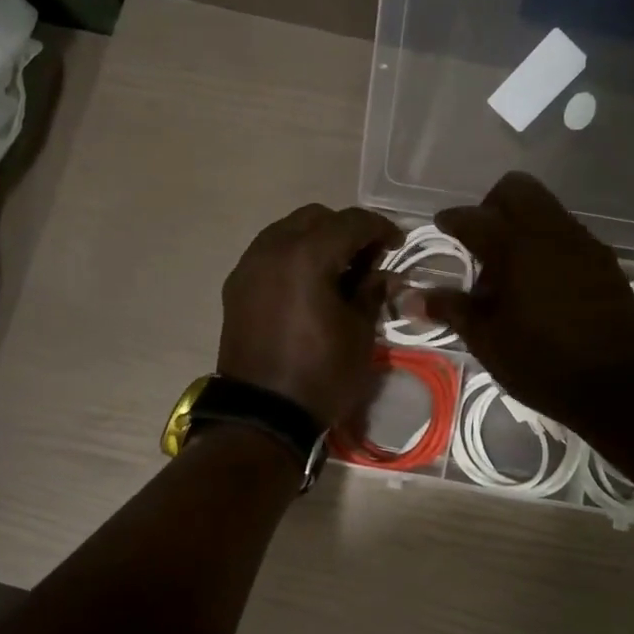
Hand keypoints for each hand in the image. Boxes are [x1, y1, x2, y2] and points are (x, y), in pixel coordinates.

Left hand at [218, 204, 402, 426]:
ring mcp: (249, 266)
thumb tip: (382, 275)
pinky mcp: (236, 287)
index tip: (398, 244)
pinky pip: (269, 254)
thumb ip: (371, 293)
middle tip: (367, 258)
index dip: (380, 228)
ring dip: (316, 240)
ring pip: (287, 231)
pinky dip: (292, 257)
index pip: (350, 222)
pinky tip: (308, 284)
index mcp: (307, 256)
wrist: (262, 415)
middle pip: (315, 218)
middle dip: (345, 230)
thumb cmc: (320, 375)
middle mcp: (272, 250)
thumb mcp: (360, 334)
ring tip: (337, 270)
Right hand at [419, 172, 633, 427]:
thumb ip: (452, 309)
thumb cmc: (543, 364)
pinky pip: (567, 233)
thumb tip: (412, 297)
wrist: (620, 386)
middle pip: (516, 189)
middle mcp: (550, 233)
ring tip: (510, 271)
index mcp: (516, 248)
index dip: (451, 220)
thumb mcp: (488, 341)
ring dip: (521, 224)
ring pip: (545, 209)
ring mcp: (583, 243)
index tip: (441, 226)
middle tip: (479, 242)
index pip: (473, 217)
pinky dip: (546, 244)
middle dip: (491, 206)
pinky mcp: (604, 261)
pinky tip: (541, 283)